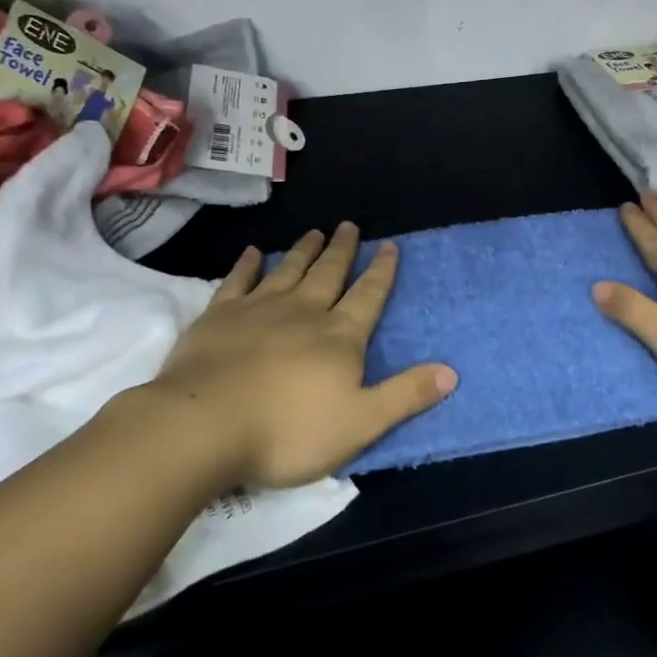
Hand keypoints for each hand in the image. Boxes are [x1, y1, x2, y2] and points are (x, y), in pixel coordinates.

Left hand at [145, 222, 457, 487]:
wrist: (205, 425)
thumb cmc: (288, 431)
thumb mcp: (360, 424)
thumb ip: (405, 395)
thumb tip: (452, 372)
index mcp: (339, 336)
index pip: (368, 295)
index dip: (381, 271)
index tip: (389, 245)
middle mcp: (303, 311)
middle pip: (329, 273)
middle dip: (343, 250)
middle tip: (349, 225)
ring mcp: (258, 309)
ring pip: (289, 270)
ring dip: (304, 250)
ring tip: (315, 232)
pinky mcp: (219, 315)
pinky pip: (237, 281)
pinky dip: (247, 265)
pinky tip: (252, 253)